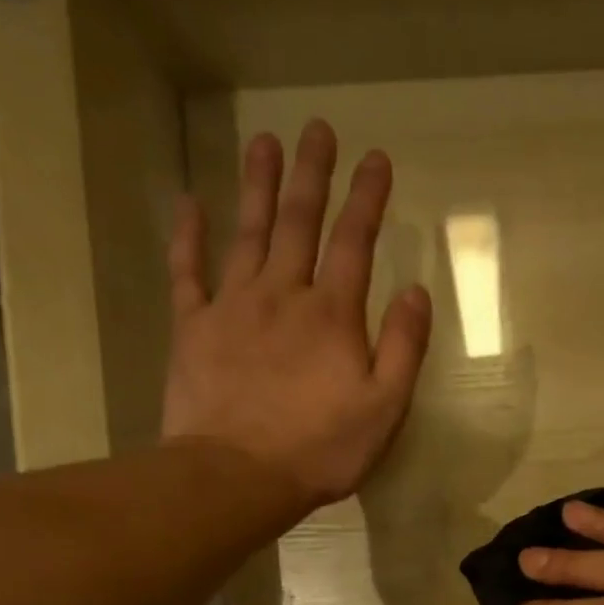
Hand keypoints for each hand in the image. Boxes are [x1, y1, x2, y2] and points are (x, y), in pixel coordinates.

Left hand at [161, 120, 432, 512]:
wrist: (238, 475)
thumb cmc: (321, 448)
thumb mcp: (384, 408)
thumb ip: (404, 348)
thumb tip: (416, 291)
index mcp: (332, 315)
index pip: (355, 242)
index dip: (367, 199)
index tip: (376, 158)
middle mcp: (282, 295)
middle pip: (298, 222)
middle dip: (311, 174)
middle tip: (316, 129)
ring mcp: (232, 307)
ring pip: (247, 233)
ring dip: (257, 186)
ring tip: (263, 140)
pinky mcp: (193, 328)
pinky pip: (187, 271)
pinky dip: (187, 235)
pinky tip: (189, 204)